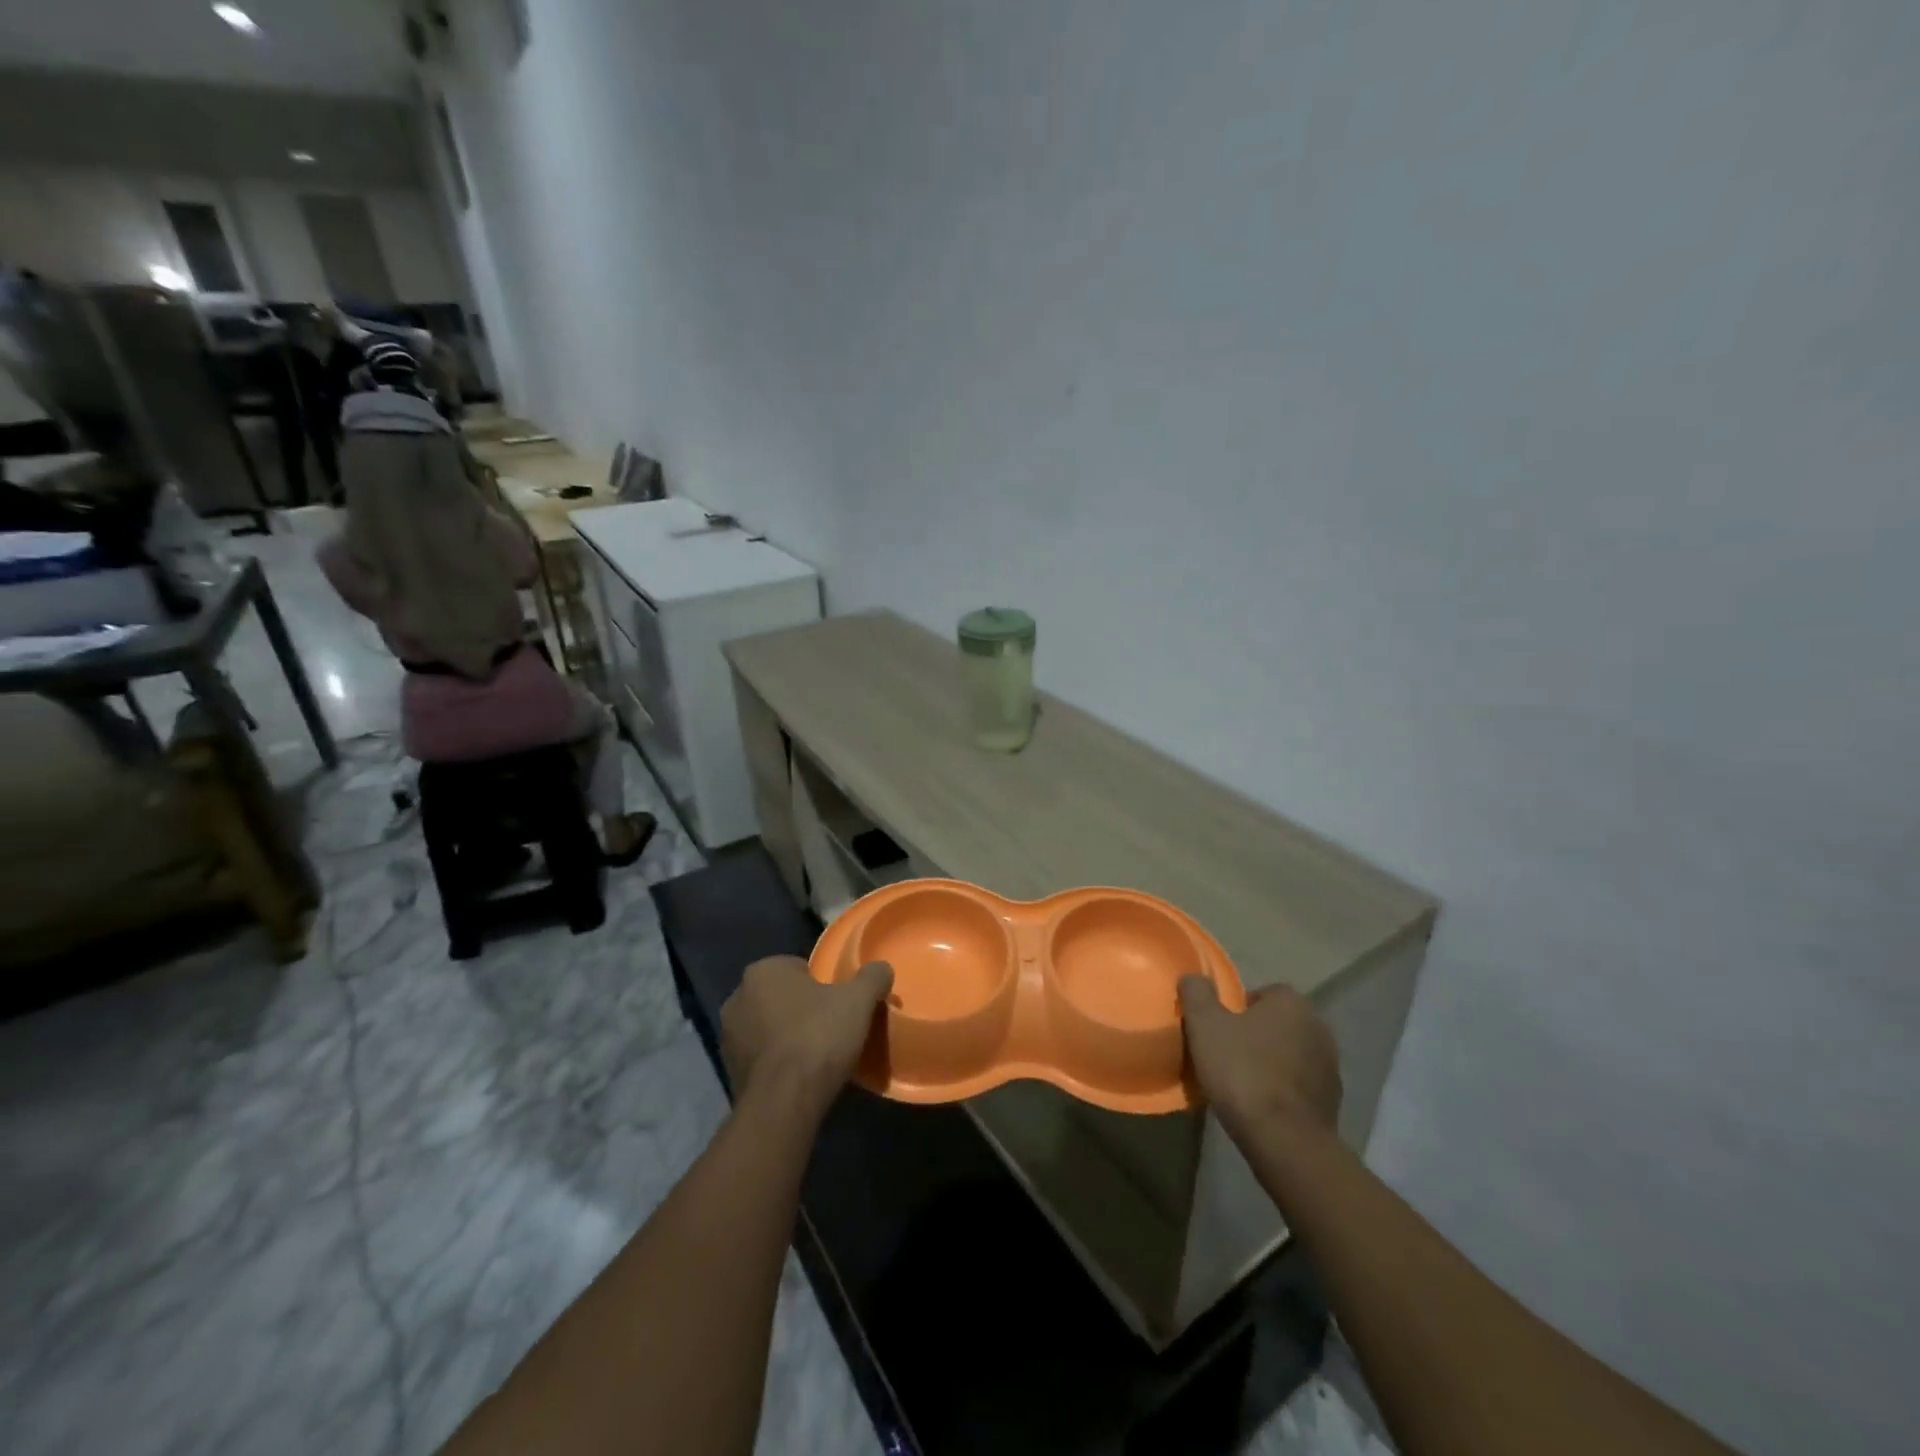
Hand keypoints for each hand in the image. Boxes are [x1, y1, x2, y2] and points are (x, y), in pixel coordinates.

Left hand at [721, 957, 893, 1121]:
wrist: (784, 1102)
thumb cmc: (818, 1037)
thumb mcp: (858, 1000)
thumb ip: (872, 977)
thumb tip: (882, 968)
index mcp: (763, 971)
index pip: (798, 967)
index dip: (822, 983)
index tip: (839, 1002)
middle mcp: (737, 997)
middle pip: (781, 996)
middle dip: (802, 1008)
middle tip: (831, 1026)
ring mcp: (729, 1037)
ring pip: (768, 1027)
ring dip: (787, 1035)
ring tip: (817, 1053)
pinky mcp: (730, 1071)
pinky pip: (762, 1057)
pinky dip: (778, 1061)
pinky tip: (800, 1075)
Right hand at [1179, 976, 1341, 1139]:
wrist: (1285, 1141)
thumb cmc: (1243, 1072)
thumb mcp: (1204, 1025)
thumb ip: (1197, 993)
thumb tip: (1193, 978)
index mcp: (1291, 1003)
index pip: (1262, 993)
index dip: (1237, 1008)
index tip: (1219, 1029)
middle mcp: (1318, 1027)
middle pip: (1277, 1023)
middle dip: (1255, 1034)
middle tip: (1226, 1053)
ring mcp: (1330, 1066)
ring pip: (1290, 1054)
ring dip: (1271, 1062)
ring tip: (1242, 1083)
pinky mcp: (1332, 1101)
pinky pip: (1300, 1084)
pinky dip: (1283, 1089)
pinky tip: (1262, 1105)